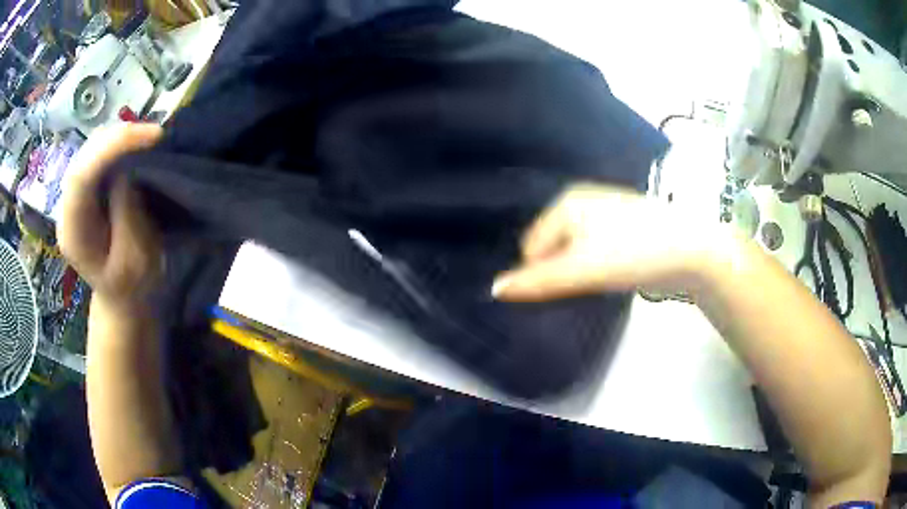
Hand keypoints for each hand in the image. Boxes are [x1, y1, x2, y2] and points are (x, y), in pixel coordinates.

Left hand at [58, 124, 163, 309]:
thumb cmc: (131, 288)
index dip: (113, 148)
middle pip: (84, 156)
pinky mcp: (85, 189)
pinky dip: (118, 144)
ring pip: (90, 149)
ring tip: (147, 138)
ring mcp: (74, 196)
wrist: (121, 297)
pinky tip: (135, 146)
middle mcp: (66, 208)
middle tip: (153, 134)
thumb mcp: (136, 261)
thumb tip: (127, 171)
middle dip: (118, 137)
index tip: (152, 137)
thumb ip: (127, 216)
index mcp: (73, 234)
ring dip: (119, 137)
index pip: (81, 177)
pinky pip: (97, 154)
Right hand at [492, 183, 736, 300]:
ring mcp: (605, 214)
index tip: (561, 290)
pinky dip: (596, 267)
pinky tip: (611, 278)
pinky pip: (594, 251)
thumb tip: (494, 289)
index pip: (532, 246)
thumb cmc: (633, 251)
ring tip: (596, 286)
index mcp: (567, 202)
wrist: (693, 250)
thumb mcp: (581, 269)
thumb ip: (537, 280)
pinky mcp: (624, 229)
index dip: (540, 272)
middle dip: (559, 271)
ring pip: (575, 251)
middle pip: (553, 247)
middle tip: (580, 289)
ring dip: (578, 272)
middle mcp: (582, 202)